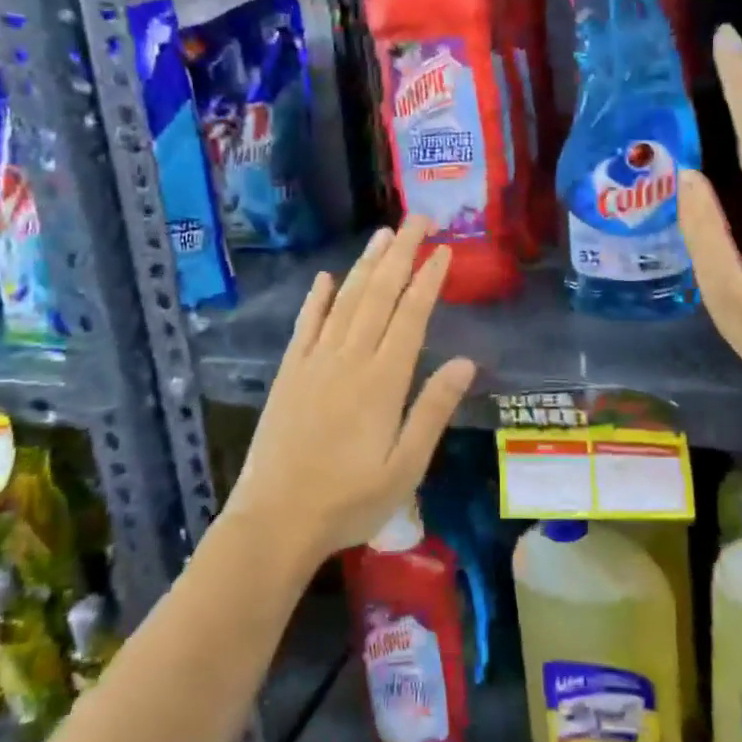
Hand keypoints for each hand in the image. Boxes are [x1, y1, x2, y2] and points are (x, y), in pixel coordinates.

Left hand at [224, 220, 476, 561]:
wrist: (275, 521)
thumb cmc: (349, 500)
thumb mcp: (406, 466)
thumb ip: (433, 410)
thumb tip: (466, 362)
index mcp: (382, 381)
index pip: (410, 316)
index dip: (428, 280)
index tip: (443, 250)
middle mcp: (349, 359)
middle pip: (378, 295)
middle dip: (400, 254)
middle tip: (418, 219)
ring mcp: (314, 362)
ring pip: (345, 301)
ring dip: (365, 266)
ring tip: (382, 235)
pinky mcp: (289, 373)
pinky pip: (305, 325)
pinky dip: (317, 298)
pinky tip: (327, 278)